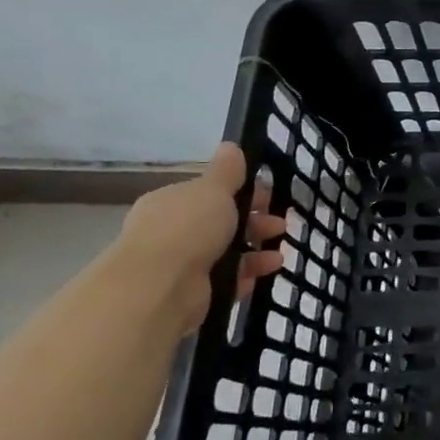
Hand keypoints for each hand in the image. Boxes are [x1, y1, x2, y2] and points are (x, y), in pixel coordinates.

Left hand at [113, 143, 288, 333]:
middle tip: (279, 225)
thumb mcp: (213, 190)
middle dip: (254, 222)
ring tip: (279, 253)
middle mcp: (171, 232)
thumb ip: (226, 171)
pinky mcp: (191, 293)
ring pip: (225, 252)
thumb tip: (230, 146)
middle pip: (220, 223)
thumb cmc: (188, 228)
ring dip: (255, 249)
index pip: (209, 193)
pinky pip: (225, 280)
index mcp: (171, 202)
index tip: (268, 196)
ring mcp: (179, 264)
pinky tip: (266, 272)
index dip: (241, 192)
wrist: (160, 286)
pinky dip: (247, 275)